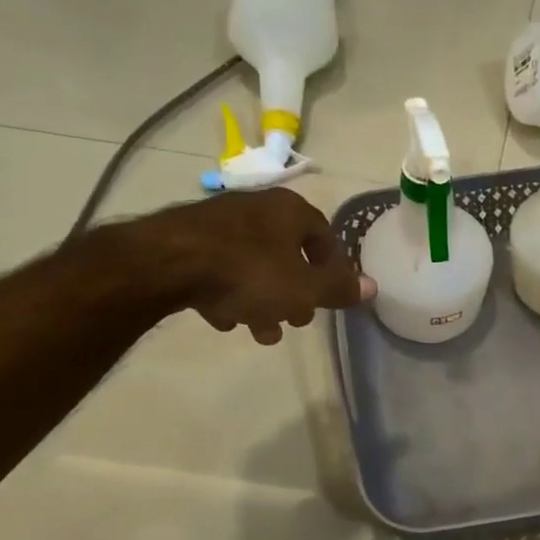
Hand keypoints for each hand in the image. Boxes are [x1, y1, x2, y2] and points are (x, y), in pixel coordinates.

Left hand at [131, 189, 375, 344]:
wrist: (166, 263)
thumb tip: (374, 287)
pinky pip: (220, 268)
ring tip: (259, 332)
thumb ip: (338, 289)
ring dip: (262, 300)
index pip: (324, 237)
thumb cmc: (248, 272)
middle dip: (295, 292)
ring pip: (253, 265)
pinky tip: (224, 319)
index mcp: (290, 210)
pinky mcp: (187, 239)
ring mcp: (219, 222)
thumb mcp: (303, 288)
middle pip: (287, 254)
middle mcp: (257, 208)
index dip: (331, 269)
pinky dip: (228, 292)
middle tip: (295, 320)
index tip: (328, 297)